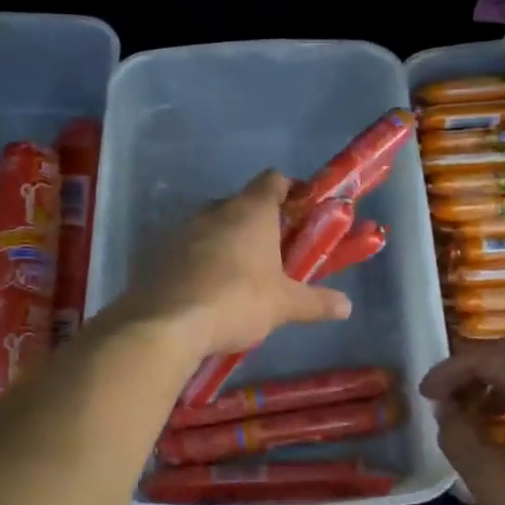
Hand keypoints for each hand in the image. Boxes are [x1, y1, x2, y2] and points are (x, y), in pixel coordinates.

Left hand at [122, 171, 351, 356]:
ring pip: (212, 226)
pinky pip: (186, 248)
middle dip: (259, 223)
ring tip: (240, 275)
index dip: (290, 190)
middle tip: (274, 252)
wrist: (166, 323)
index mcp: (250, 210)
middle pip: (242, 204)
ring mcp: (182, 229)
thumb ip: (316, 302)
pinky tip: (206, 289)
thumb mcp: (284, 305)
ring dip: (226, 242)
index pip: (273, 180)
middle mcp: (215, 210)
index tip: (302, 210)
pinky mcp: (157, 251)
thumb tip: (347, 306)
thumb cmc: (236, 301)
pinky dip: (199, 261)